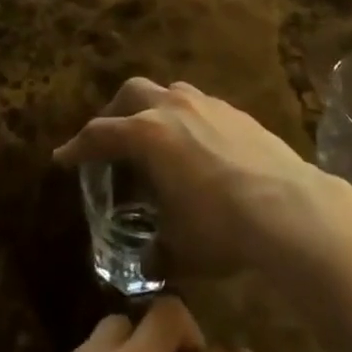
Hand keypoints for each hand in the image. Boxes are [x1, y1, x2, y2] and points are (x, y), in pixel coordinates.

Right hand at [54, 78, 337, 277]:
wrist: (289, 208)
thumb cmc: (222, 227)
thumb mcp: (179, 248)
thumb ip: (156, 249)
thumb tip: (150, 259)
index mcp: (147, 134)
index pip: (100, 134)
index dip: (77, 147)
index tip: (63, 158)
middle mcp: (172, 107)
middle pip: (131, 94)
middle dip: (114, 113)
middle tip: (110, 139)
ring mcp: (207, 104)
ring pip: (168, 92)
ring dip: (152, 108)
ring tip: (154, 137)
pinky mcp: (235, 111)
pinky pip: (199, 104)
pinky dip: (185, 118)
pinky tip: (197, 146)